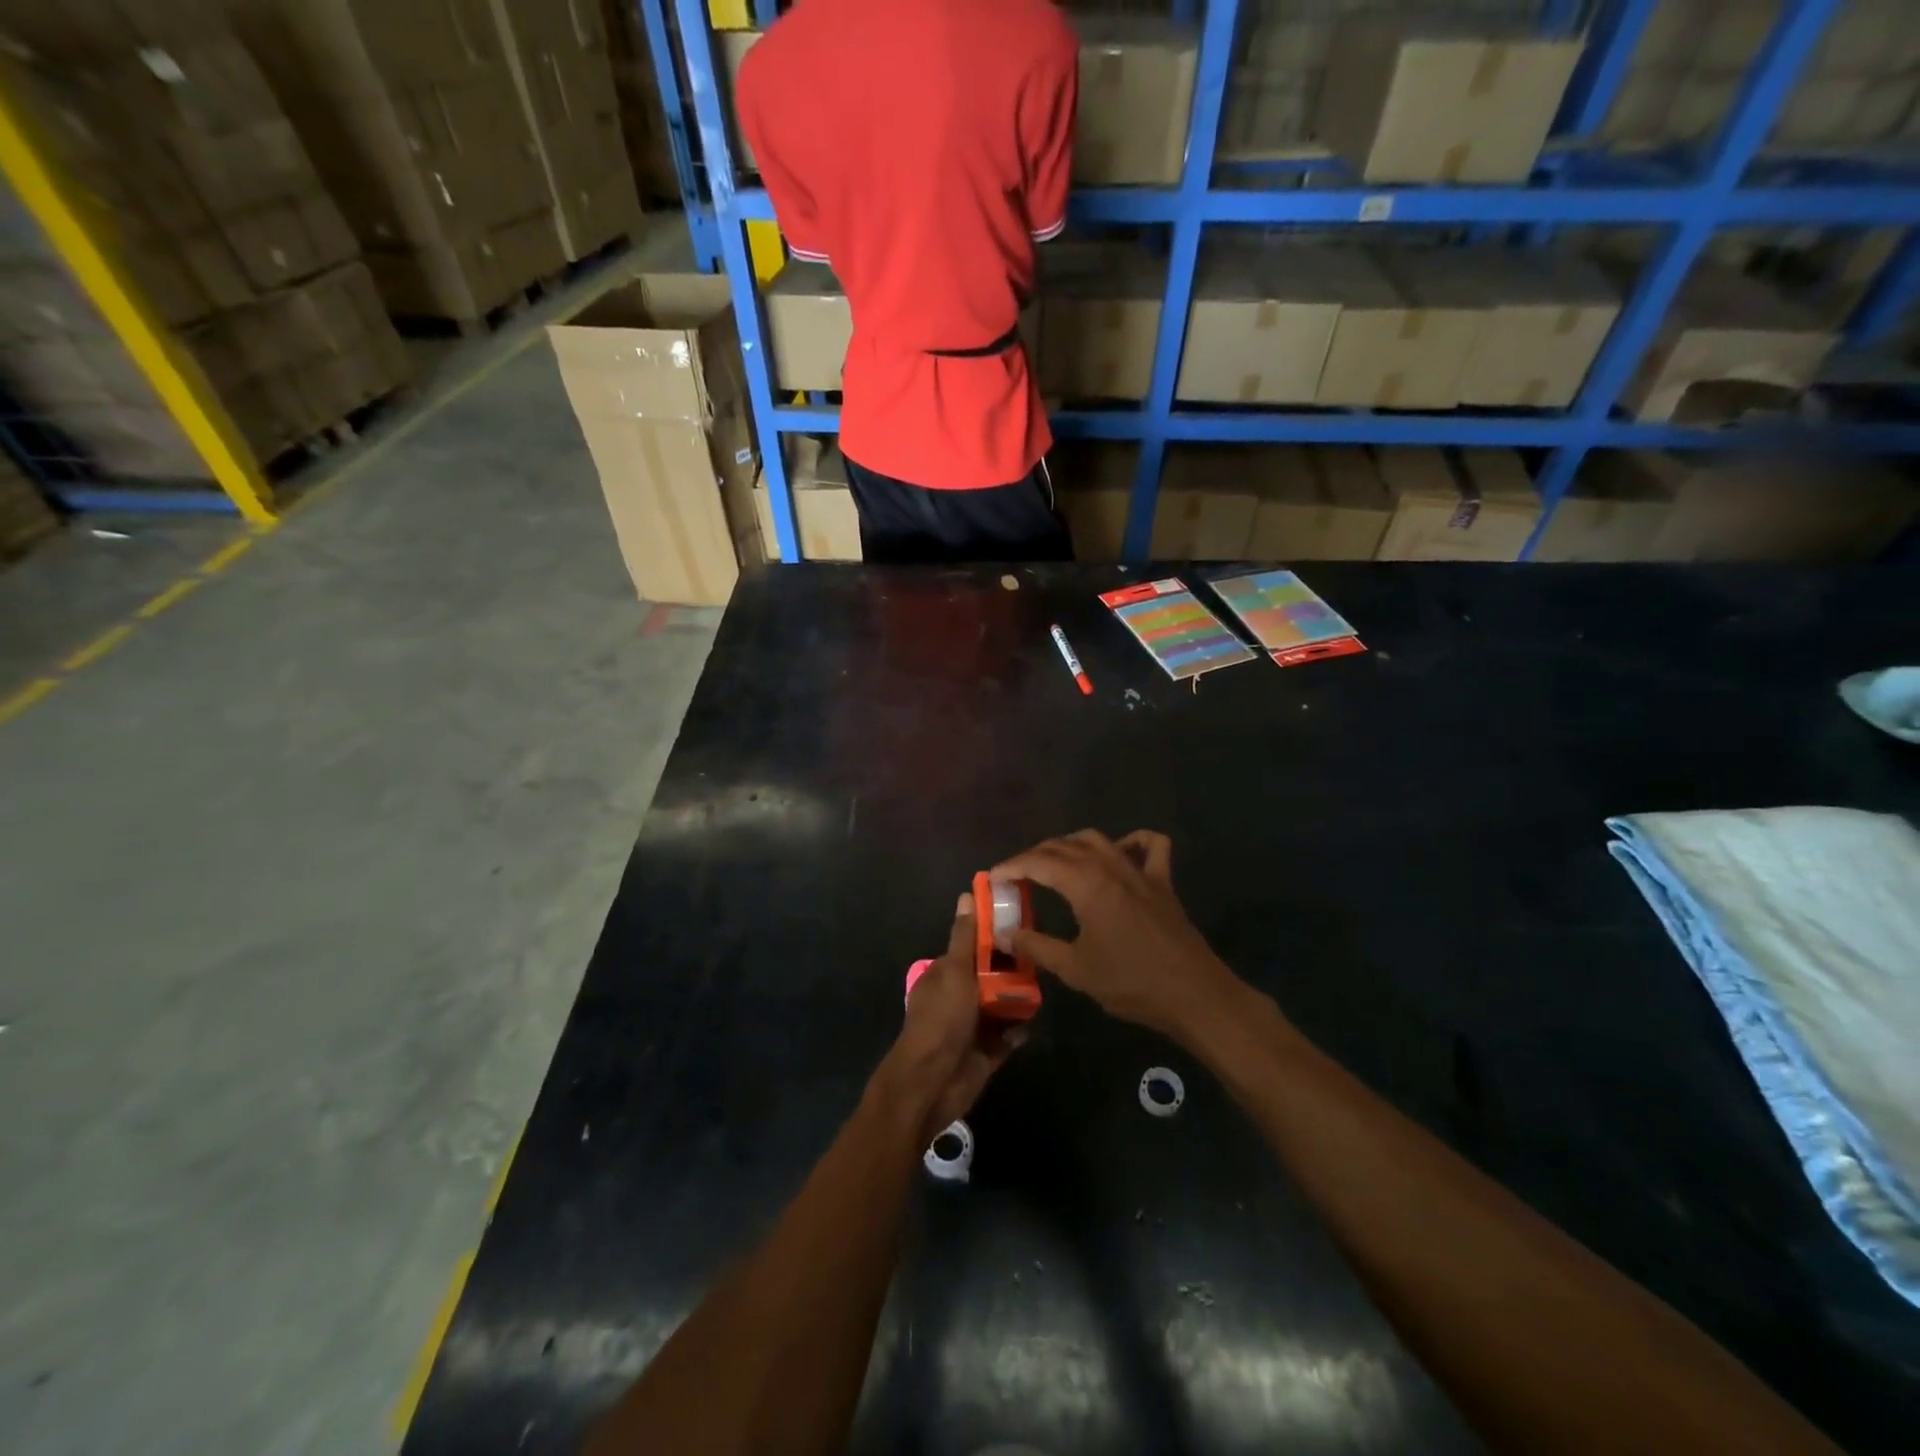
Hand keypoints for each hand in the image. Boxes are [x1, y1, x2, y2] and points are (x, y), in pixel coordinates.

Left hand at [892, 893, 1024, 1142]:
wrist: (932, 1083)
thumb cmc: (941, 1020)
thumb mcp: (954, 971)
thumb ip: (965, 937)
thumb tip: (966, 894)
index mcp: (945, 974)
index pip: (973, 947)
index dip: (995, 935)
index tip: (1022, 923)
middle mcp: (958, 996)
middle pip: (991, 976)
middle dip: (1013, 970)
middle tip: (1041, 958)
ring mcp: (972, 1025)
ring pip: (1002, 1005)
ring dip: (1019, 999)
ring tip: (1042, 988)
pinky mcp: (987, 1052)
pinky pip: (1009, 1035)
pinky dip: (1019, 1029)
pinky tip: (1031, 1022)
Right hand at [991, 830, 1240, 1039]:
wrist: (1194, 995)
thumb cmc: (1131, 983)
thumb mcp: (1075, 969)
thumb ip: (1036, 947)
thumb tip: (1005, 933)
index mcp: (1087, 884)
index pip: (1039, 863)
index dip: (1012, 867)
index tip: (993, 878)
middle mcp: (1111, 866)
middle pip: (1064, 846)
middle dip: (1035, 855)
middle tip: (1016, 875)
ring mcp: (1140, 870)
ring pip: (1099, 839)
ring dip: (1070, 845)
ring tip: (1053, 863)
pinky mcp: (1162, 882)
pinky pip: (1149, 846)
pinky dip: (1130, 841)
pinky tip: (1119, 852)